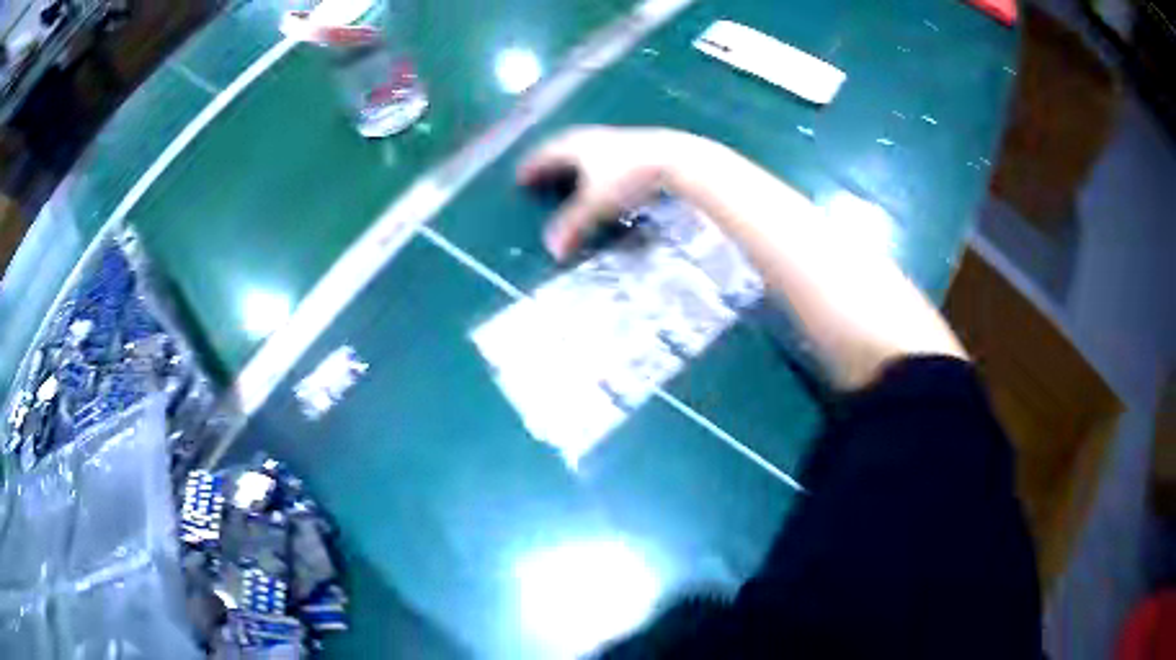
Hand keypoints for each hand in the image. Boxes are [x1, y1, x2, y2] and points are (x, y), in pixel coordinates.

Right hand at [517, 125, 688, 260]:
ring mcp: (613, 138)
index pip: (543, 155)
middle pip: (562, 147)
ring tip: (568, 174)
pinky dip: (595, 163)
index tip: (520, 178)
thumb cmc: (629, 178)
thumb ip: (574, 227)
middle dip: (550, 161)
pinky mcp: (634, 143)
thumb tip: (553, 251)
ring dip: (573, 160)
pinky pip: (603, 151)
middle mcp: (590, 137)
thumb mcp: (597, 205)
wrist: (675, 159)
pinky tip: (603, 173)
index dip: (531, 168)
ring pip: (585, 147)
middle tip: (539, 173)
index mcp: (574, 147)